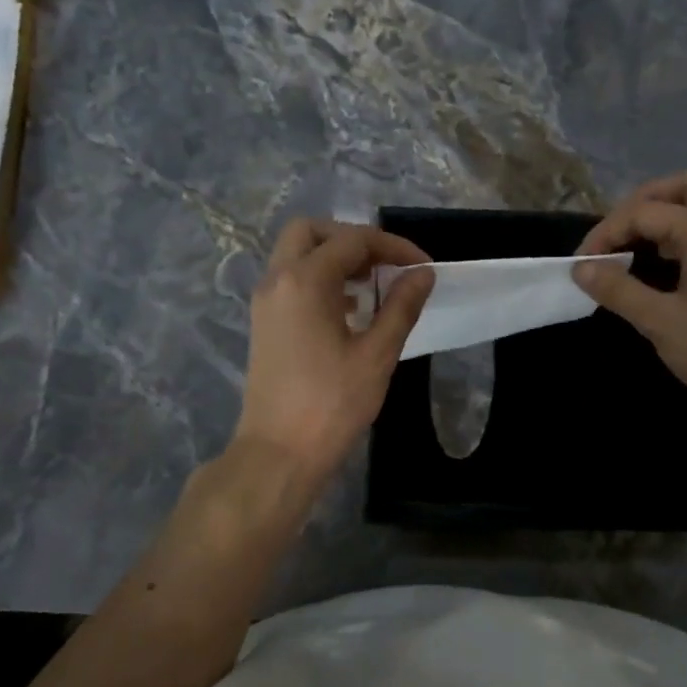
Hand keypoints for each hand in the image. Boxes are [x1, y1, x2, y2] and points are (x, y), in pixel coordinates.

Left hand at [232, 218, 433, 492]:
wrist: (278, 453)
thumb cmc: (332, 405)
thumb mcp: (377, 355)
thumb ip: (401, 307)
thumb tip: (423, 274)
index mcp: (305, 281)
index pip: (353, 241)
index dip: (393, 247)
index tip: (423, 267)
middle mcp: (277, 280)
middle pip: (312, 232)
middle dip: (353, 240)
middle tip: (386, 265)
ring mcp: (265, 302)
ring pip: (297, 256)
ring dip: (335, 259)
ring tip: (374, 287)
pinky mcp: (263, 324)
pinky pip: (291, 281)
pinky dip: (320, 280)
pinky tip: (350, 310)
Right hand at [574, 171, 686, 418]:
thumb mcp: (661, 323)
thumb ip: (619, 290)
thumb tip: (581, 269)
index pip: (644, 212)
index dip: (606, 233)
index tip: (581, 264)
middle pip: (684, 186)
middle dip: (644, 203)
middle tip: (618, 235)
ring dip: (666, 215)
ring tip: (635, 248)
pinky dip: (684, 233)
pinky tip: (664, 266)